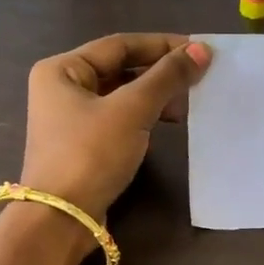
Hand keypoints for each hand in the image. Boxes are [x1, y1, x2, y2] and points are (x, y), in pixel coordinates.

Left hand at [21, 33, 211, 221]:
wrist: (61, 219)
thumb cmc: (91, 154)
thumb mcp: (132, 110)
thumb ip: (167, 77)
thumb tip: (202, 50)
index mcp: (62, 69)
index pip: (119, 45)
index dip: (162, 45)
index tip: (200, 50)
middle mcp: (61, 89)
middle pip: (120, 70)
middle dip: (160, 73)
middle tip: (198, 78)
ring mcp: (69, 120)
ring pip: (121, 96)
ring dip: (155, 97)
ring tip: (188, 105)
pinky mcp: (82, 147)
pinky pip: (118, 120)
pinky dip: (143, 118)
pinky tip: (167, 125)